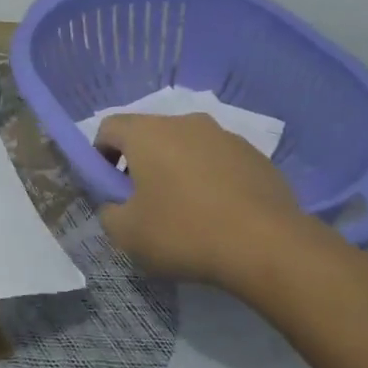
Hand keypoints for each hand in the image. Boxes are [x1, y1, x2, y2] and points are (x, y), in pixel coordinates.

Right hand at [94, 112, 311, 287]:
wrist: (268, 245)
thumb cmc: (185, 232)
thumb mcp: (127, 234)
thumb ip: (109, 213)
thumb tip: (117, 205)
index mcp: (148, 133)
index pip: (109, 127)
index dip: (99, 154)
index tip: (108, 187)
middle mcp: (186, 122)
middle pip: (150, 135)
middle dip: (141, 163)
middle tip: (144, 204)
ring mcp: (225, 136)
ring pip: (187, 147)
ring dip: (178, 170)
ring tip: (186, 213)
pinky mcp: (256, 155)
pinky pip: (219, 161)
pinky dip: (210, 180)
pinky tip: (219, 215)